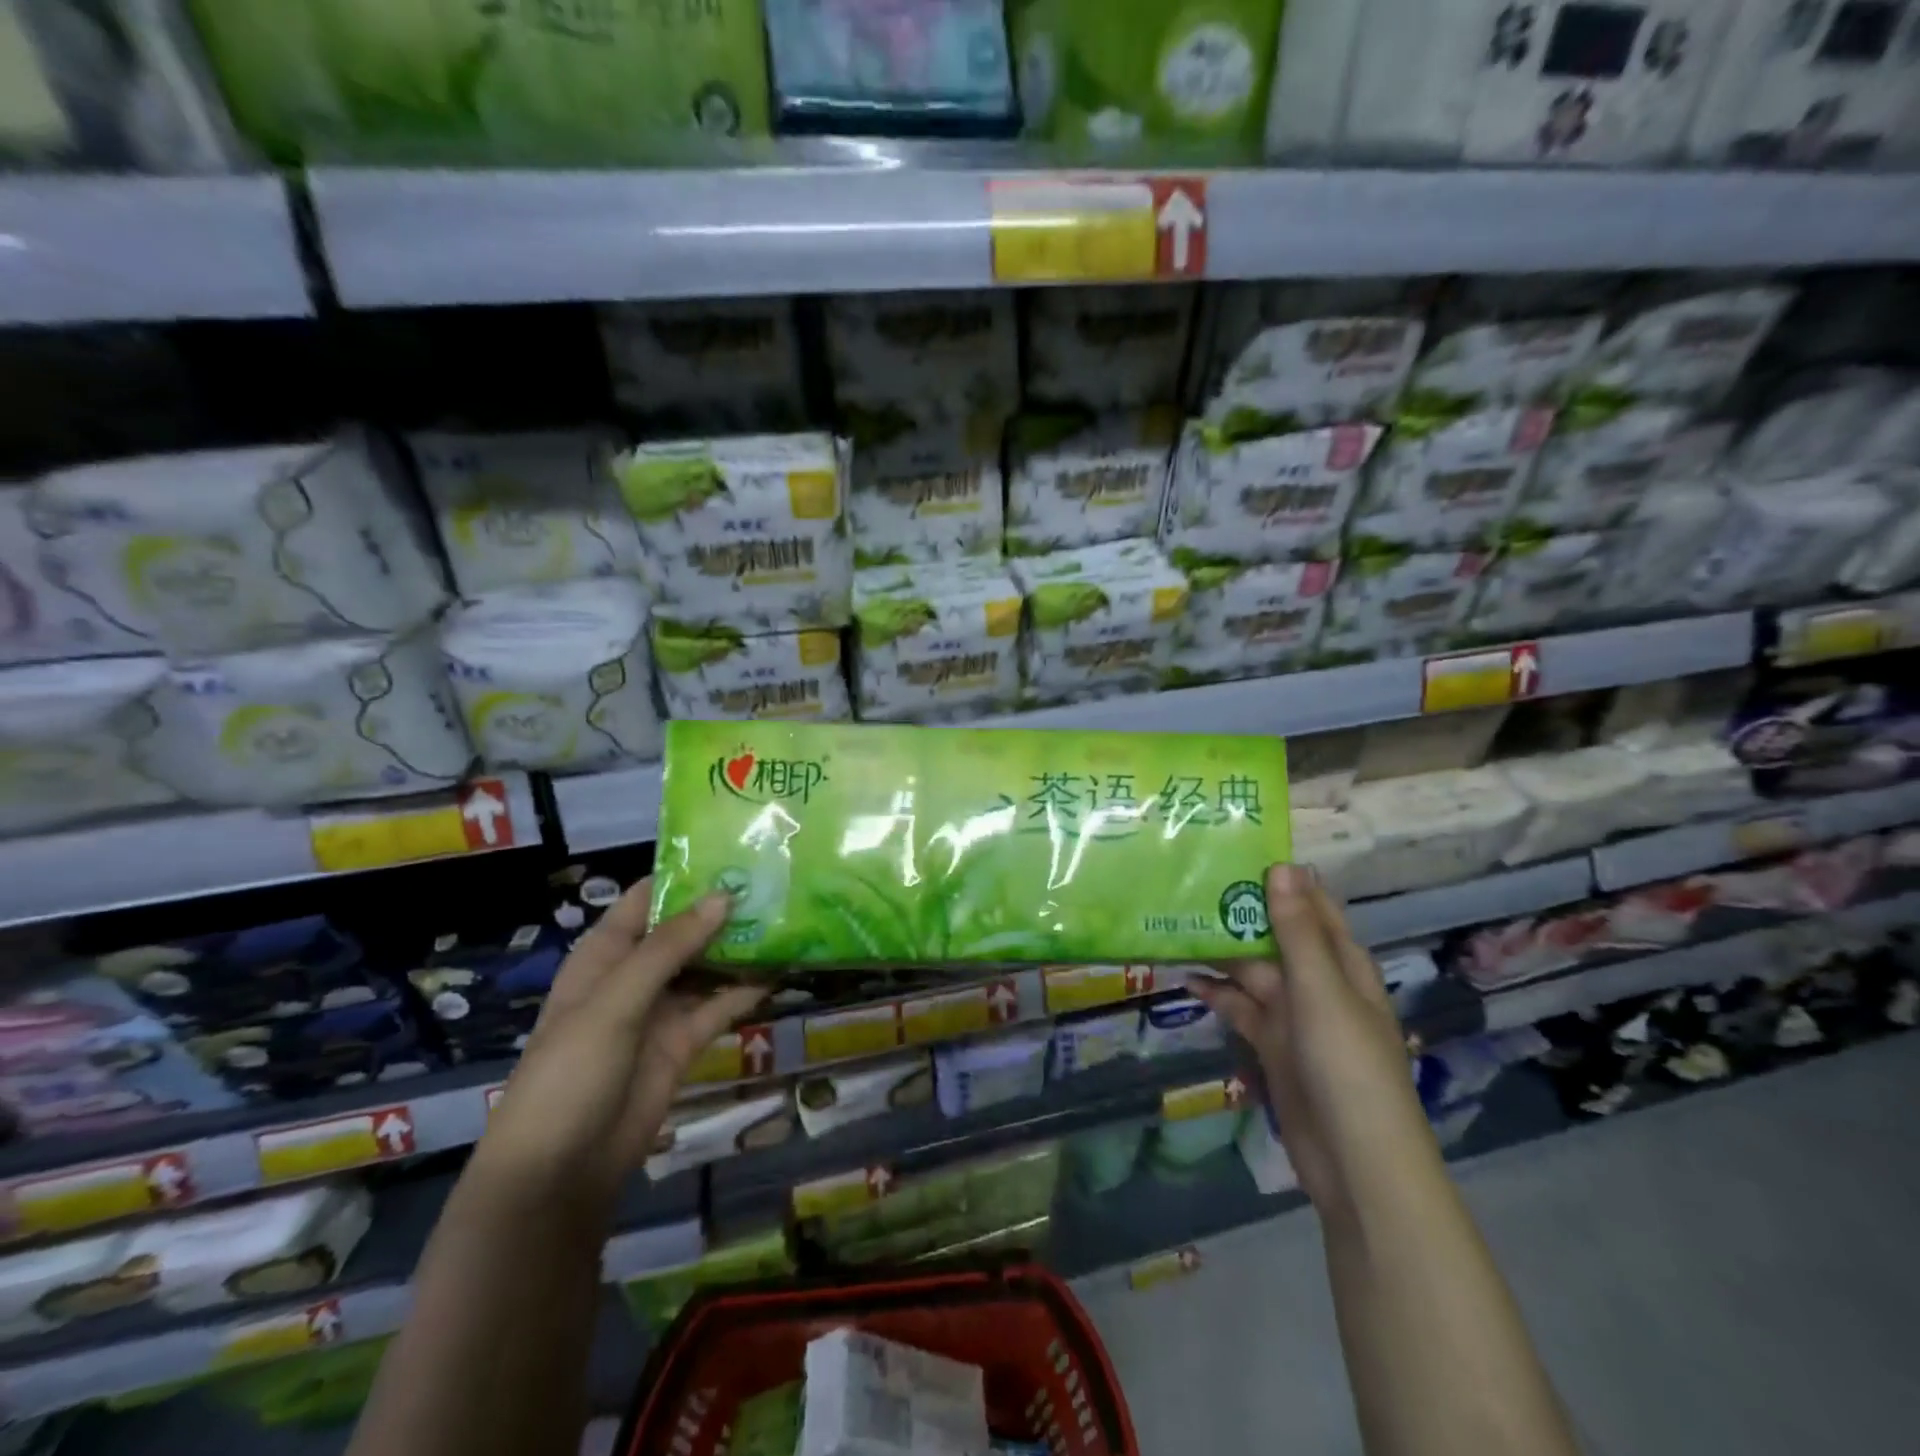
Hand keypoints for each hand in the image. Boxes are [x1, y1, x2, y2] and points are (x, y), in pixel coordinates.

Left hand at [472, 879, 766, 1215]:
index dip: (685, 875)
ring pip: (706, 966)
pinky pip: (719, 1006)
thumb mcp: (615, 1002)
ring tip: (787, 918)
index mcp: (605, 954)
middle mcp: (634, 974)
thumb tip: (724, 897)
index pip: (646, 898)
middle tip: (777, 881)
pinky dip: (747, 990)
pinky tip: (781, 972)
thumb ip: (669, 948)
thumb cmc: (570, 1072)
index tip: (734, 851)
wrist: (559, 1172)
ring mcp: (660, 1009)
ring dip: (739, 947)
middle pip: (683, 930)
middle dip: (722, 909)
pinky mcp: (683, 1042)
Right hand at [1189, 864, 1434, 1219]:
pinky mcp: (1272, 1046)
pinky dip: (1216, 994)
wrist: (1355, 1162)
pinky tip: (1184, 979)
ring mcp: (1294, 1017)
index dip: (1283, 880)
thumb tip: (1282, 867)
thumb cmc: (1347, 1065)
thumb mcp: (1320, 990)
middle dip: (1239, 913)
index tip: (1240, 849)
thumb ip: (1297, 932)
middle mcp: (1319, 984)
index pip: (1313, 907)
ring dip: (1221, 953)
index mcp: (1343, 964)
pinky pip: (1240, 1008)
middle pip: (1276, 937)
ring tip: (1176, 923)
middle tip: (1189, 883)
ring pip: (1253, 971)